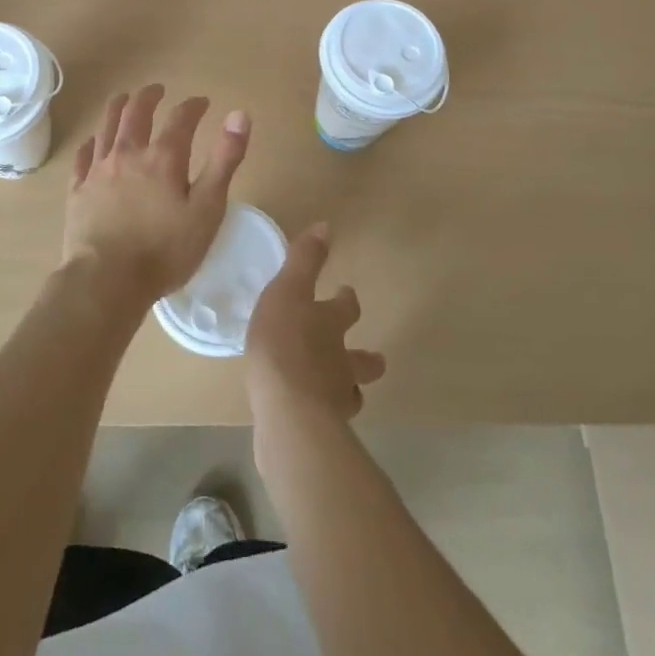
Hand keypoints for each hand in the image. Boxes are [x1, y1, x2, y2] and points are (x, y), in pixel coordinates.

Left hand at [62, 84, 249, 307]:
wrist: (106, 281)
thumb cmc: (165, 250)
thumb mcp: (207, 208)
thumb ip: (224, 161)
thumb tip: (239, 114)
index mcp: (163, 157)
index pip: (181, 119)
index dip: (193, 107)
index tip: (202, 102)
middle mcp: (128, 154)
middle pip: (136, 113)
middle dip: (149, 97)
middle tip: (157, 90)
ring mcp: (99, 171)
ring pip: (106, 127)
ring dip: (117, 108)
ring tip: (123, 98)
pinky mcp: (78, 191)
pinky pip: (83, 157)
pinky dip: (90, 143)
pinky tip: (93, 142)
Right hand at [245, 222, 386, 442]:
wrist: (287, 410)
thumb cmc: (284, 342)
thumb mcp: (288, 291)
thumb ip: (304, 261)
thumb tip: (326, 226)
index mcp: (332, 324)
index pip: (347, 307)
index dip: (346, 300)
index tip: (346, 293)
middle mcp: (341, 360)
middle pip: (363, 360)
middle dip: (366, 357)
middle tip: (370, 357)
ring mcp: (335, 399)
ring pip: (351, 393)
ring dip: (348, 388)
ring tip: (342, 391)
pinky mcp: (320, 430)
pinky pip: (327, 420)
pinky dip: (324, 415)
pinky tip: (312, 416)